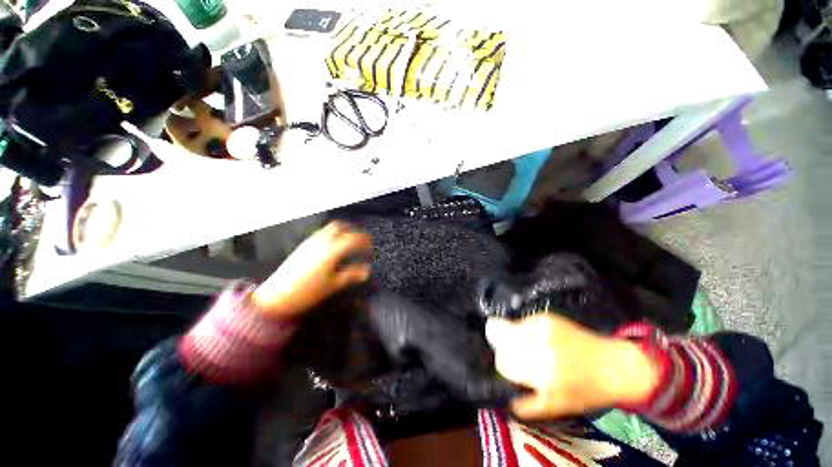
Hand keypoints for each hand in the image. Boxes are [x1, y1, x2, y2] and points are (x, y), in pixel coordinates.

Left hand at [252, 222, 371, 317]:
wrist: (277, 296)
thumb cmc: (309, 292)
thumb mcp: (334, 284)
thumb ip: (352, 275)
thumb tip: (367, 271)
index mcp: (332, 250)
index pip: (353, 239)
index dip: (364, 241)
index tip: (370, 246)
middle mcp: (322, 241)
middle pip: (341, 227)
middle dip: (353, 231)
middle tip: (361, 241)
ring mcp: (311, 241)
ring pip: (330, 228)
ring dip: (343, 231)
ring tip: (349, 242)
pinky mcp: (304, 245)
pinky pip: (322, 232)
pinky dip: (333, 234)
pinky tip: (334, 246)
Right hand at [485, 314, 658, 419]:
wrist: (614, 366)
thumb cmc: (584, 391)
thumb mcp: (554, 406)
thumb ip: (525, 405)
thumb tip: (504, 397)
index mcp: (537, 370)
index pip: (502, 361)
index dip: (504, 364)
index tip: (512, 367)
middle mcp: (535, 344)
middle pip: (498, 337)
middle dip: (504, 347)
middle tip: (517, 355)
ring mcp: (540, 326)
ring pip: (507, 327)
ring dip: (513, 336)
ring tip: (529, 346)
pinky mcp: (546, 317)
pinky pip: (522, 322)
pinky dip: (524, 329)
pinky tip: (540, 338)